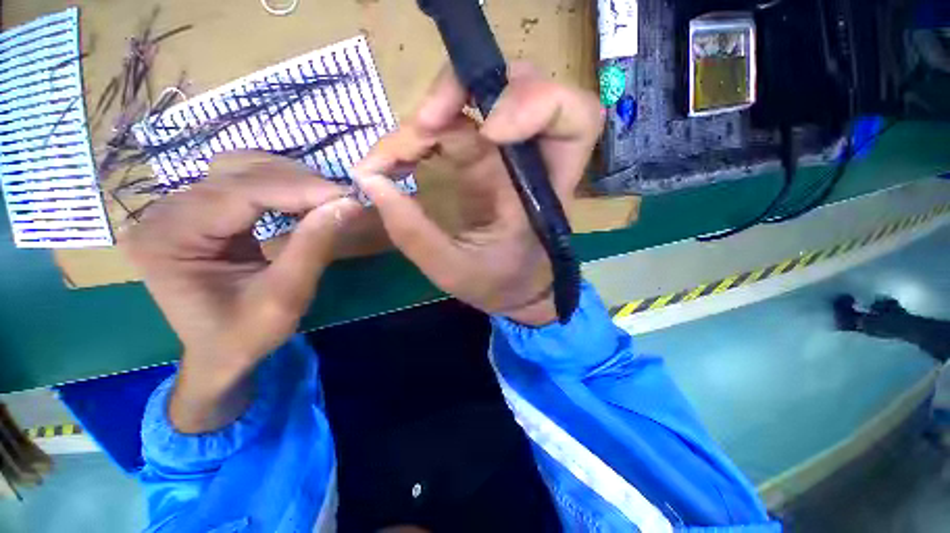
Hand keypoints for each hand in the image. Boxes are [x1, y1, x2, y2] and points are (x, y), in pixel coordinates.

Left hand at [123, 152, 361, 431]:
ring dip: (291, 180)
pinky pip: (241, 182)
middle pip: (239, 174)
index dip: (299, 189)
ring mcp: (176, 208)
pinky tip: (303, 201)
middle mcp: (162, 213)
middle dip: (299, 183)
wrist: (220, 353)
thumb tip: (348, 205)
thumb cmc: (245, 335)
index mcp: (168, 239)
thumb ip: (314, 246)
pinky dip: (280, 186)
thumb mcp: (286, 297)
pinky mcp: (196, 210)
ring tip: (326, 200)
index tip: (347, 196)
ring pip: (241, 169)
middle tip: (342, 200)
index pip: (240, 193)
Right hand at [353, 64, 602, 325]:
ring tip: (392, 156)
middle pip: (516, 84)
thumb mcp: (454, 270)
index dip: (536, 103)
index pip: (574, 118)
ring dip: (431, 116)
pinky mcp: (485, 160)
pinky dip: (422, 133)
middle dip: (462, 90)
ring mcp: (505, 155)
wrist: (514, 291)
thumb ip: (413, 233)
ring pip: (476, 99)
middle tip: (421, 126)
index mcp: (543, 191)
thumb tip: (370, 181)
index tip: (489, 130)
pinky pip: (455, 125)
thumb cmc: (499, 285)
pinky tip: (398, 157)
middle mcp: (530, 161)